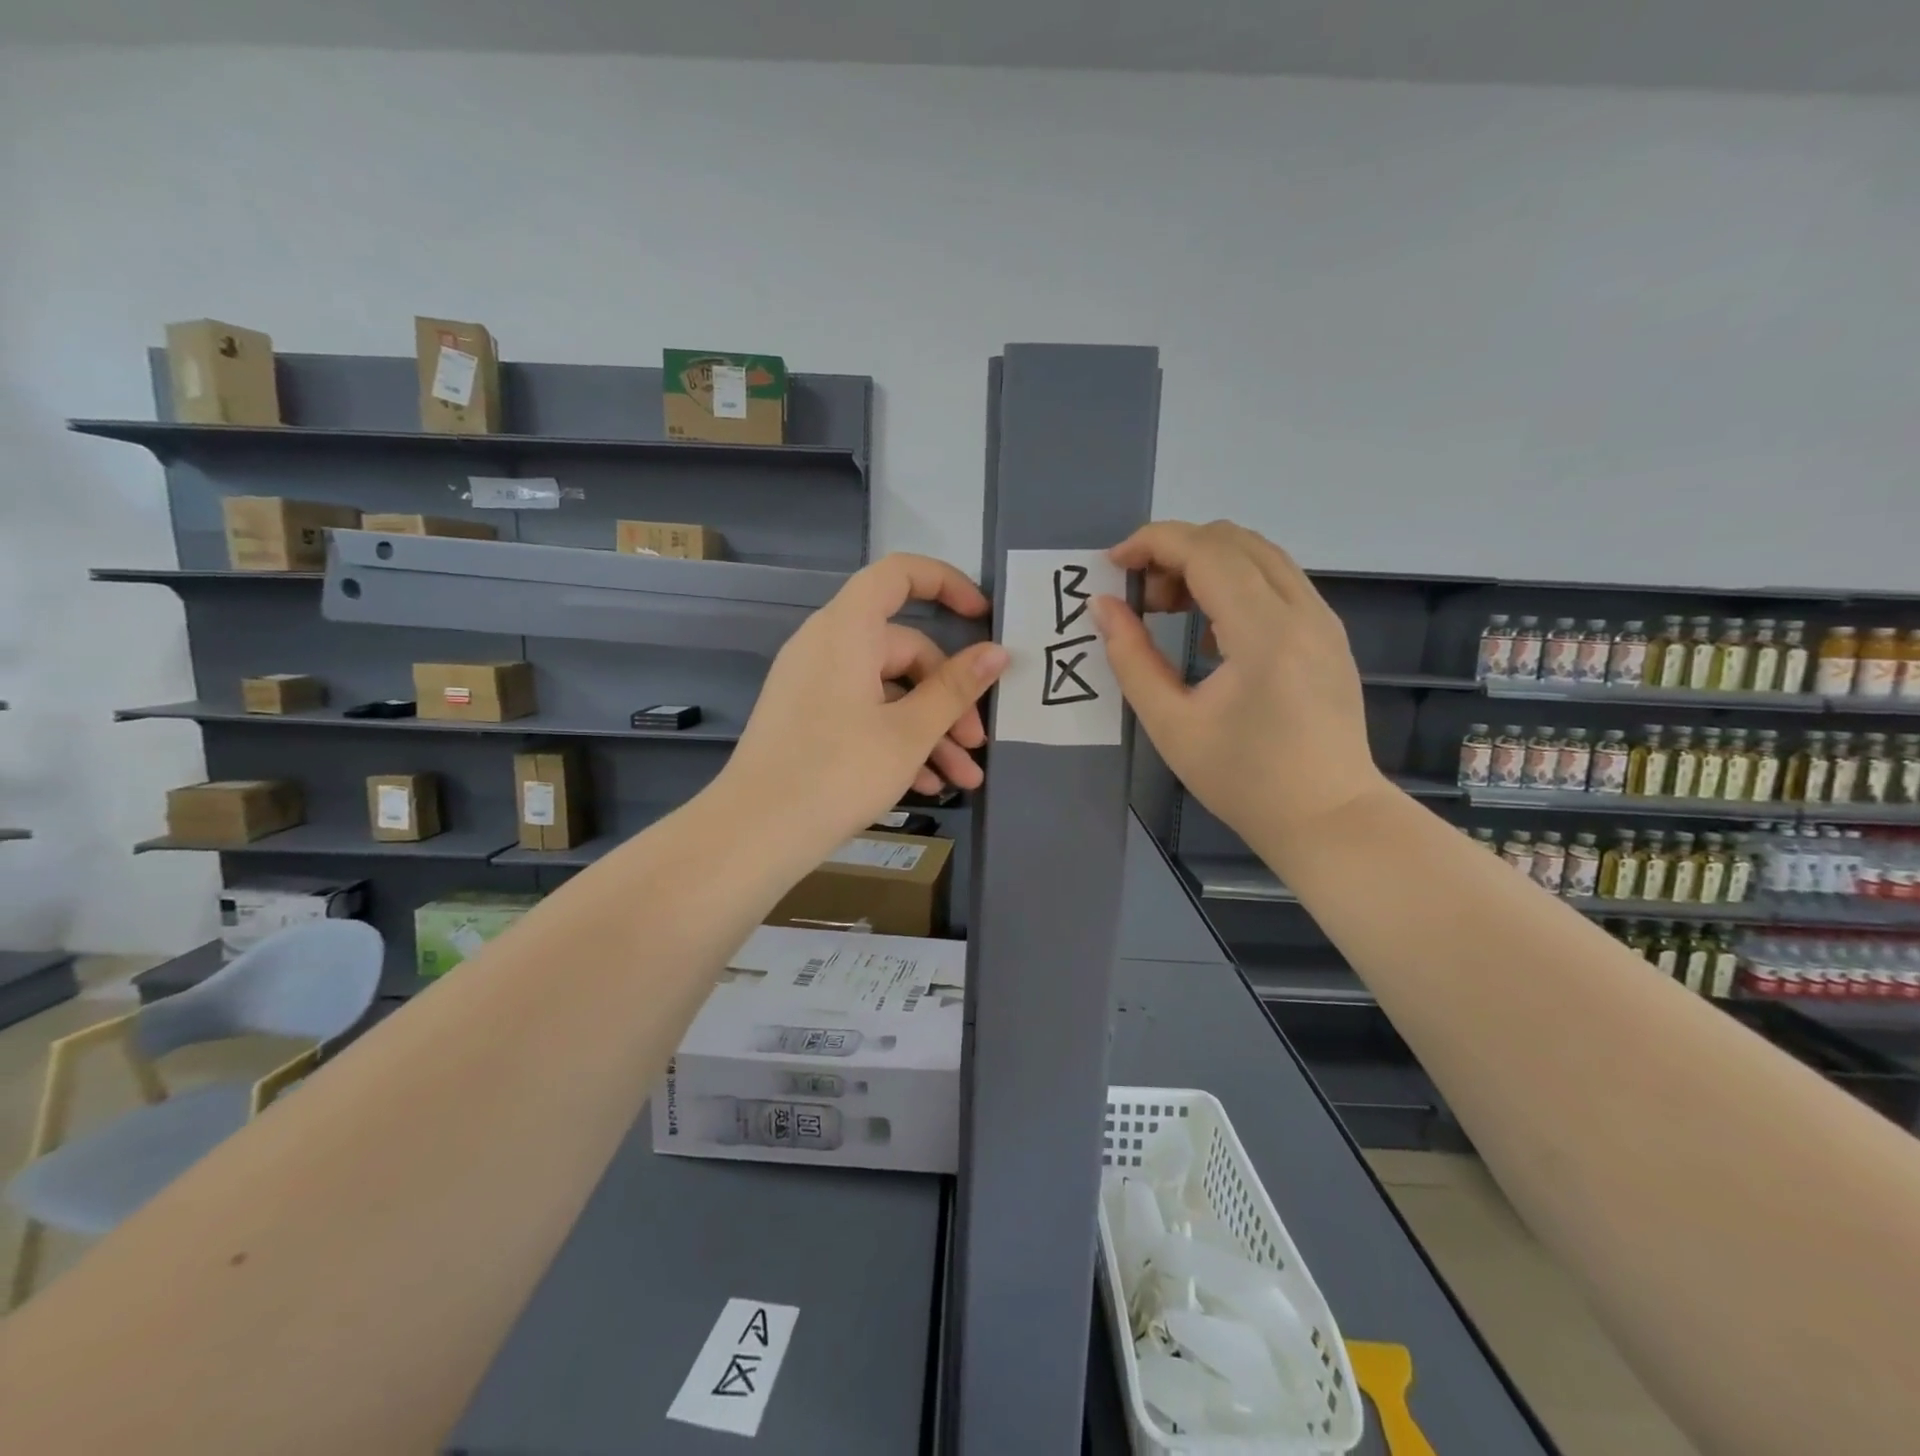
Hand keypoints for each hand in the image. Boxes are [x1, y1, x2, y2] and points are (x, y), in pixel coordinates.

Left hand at [724, 553, 1008, 856]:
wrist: (755, 834)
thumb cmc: (838, 772)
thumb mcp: (909, 733)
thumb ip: (956, 689)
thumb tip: (997, 652)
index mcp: (847, 630)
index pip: (898, 574)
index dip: (946, 583)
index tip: (982, 616)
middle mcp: (826, 646)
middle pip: (904, 650)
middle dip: (948, 698)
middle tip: (978, 744)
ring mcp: (813, 684)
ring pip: (888, 691)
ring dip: (930, 731)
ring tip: (964, 779)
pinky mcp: (807, 719)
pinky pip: (863, 713)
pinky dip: (896, 741)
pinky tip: (927, 786)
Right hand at [1091, 520, 1386, 849]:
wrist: (1328, 818)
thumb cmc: (1244, 781)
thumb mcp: (1172, 725)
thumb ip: (1131, 658)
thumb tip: (1102, 607)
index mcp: (1264, 632)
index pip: (1207, 551)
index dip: (1153, 543)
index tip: (1112, 565)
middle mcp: (1302, 610)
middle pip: (1234, 540)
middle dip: (1176, 551)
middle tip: (1140, 597)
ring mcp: (1323, 619)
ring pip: (1259, 554)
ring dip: (1206, 563)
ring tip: (1169, 609)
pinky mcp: (1328, 633)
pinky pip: (1277, 580)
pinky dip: (1234, 582)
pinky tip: (1210, 630)